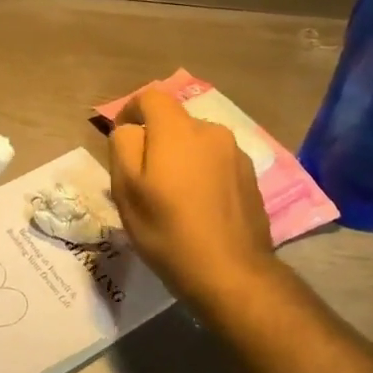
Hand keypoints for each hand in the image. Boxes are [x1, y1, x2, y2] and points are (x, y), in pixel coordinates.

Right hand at [109, 88, 275, 313]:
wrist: (232, 274)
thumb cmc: (168, 230)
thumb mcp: (127, 190)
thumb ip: (123, 146)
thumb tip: (130, 129)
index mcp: (177, 130)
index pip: (151, 97)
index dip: (130, 110)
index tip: (121, 137)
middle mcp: (210, 131)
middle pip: (174, 122)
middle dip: (156, 140)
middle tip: (144, 177)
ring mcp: (236, 154)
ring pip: (196, 143)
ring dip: (181, 157)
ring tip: (173, 195)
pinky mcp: (251, 177)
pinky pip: (216, 162)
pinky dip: (202, 173)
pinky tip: (199, 206)